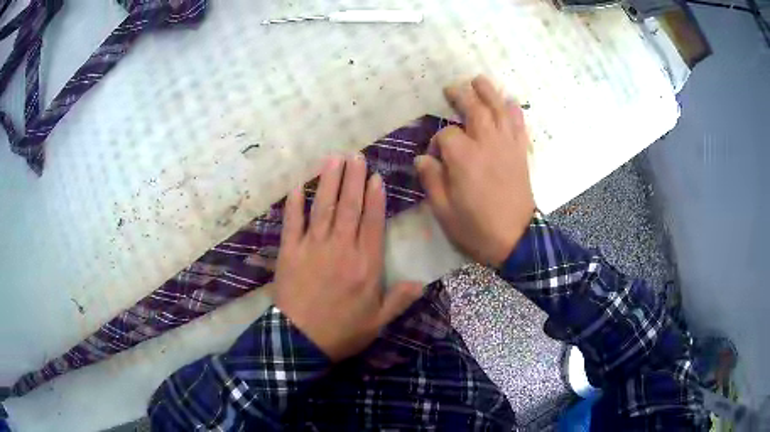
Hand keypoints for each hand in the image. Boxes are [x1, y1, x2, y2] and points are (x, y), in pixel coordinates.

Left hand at [273, 154, 422, 361]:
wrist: (300, 341)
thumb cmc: (342, 332)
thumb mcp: (378, 322)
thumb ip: (399, 300)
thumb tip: (422, 282)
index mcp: (365, 265)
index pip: (372, 223)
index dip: (374, 198)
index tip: (374, 177)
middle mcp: (341, 249)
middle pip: (348, 207)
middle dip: (352, 179)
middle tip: (355, 156)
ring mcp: (312, 248)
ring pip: (322, 208)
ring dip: (327, 182)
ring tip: (332, 159)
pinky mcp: (289, 252)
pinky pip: (292, 223)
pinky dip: (294, 205)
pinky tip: (297, 187)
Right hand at [416, 75, 534, 266]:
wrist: (516, 239)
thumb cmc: (476, 227)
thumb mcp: (443, 210)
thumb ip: (431, 180)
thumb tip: (422, 159)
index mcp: (463, 158)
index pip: (446, 135)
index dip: (436, 143)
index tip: (435, 158)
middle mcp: (486, 143)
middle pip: (474, 108)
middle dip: (461, 95)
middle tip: (451, 89)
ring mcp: (507, 146)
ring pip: (499, 109)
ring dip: (488, 92)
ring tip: (479, 81)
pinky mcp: (520, 153)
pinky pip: (519, 125)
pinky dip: (514, 111)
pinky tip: (509, 102)